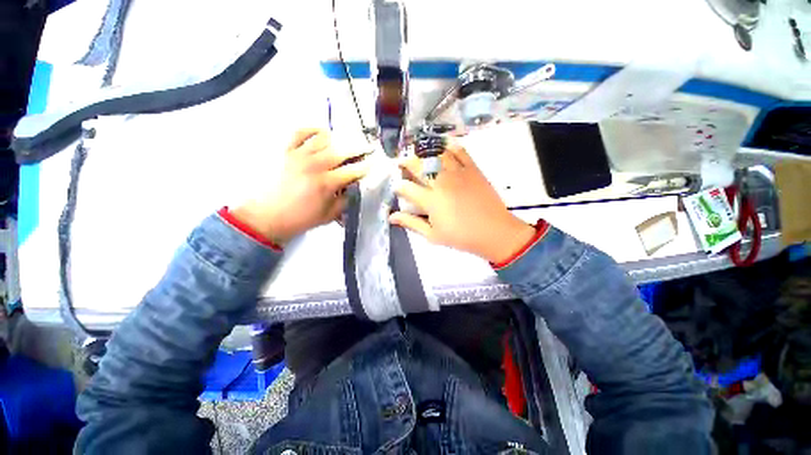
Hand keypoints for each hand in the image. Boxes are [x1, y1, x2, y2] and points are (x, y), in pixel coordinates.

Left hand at [231, 129, 368, 244]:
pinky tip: (321, 134)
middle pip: (342, 151)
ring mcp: (299, 155)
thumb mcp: (329, 215)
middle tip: (367, 148)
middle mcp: (314, 165)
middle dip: (358, 149)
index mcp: (326, 183)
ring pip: (324, 138)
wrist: (268, 216)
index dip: (365, 167)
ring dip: (338, 140)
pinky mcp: (286, 151)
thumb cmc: (301, 218)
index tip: (374, 164)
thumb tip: (354, 186)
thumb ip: (345, 199)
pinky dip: (312, 130)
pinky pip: (300, 133)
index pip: (352, 171)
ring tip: (344, 143)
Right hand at [390, 143, 535, 263]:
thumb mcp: (433, 235)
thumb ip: (411, 223)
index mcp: (430, 200)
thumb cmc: (461, 237)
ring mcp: (458, 173)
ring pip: (437, 154)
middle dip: (406, 162)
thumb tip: (391, 217)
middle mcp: (441, 182)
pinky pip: (460, 151)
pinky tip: (444, 146)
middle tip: (403, 163)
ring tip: (420, 154)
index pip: (406, 187)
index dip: (398, 186)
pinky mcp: (472, 169)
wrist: (494, 232)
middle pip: (418, 165)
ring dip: (425, 152)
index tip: (398, 188)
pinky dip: (450, 146)